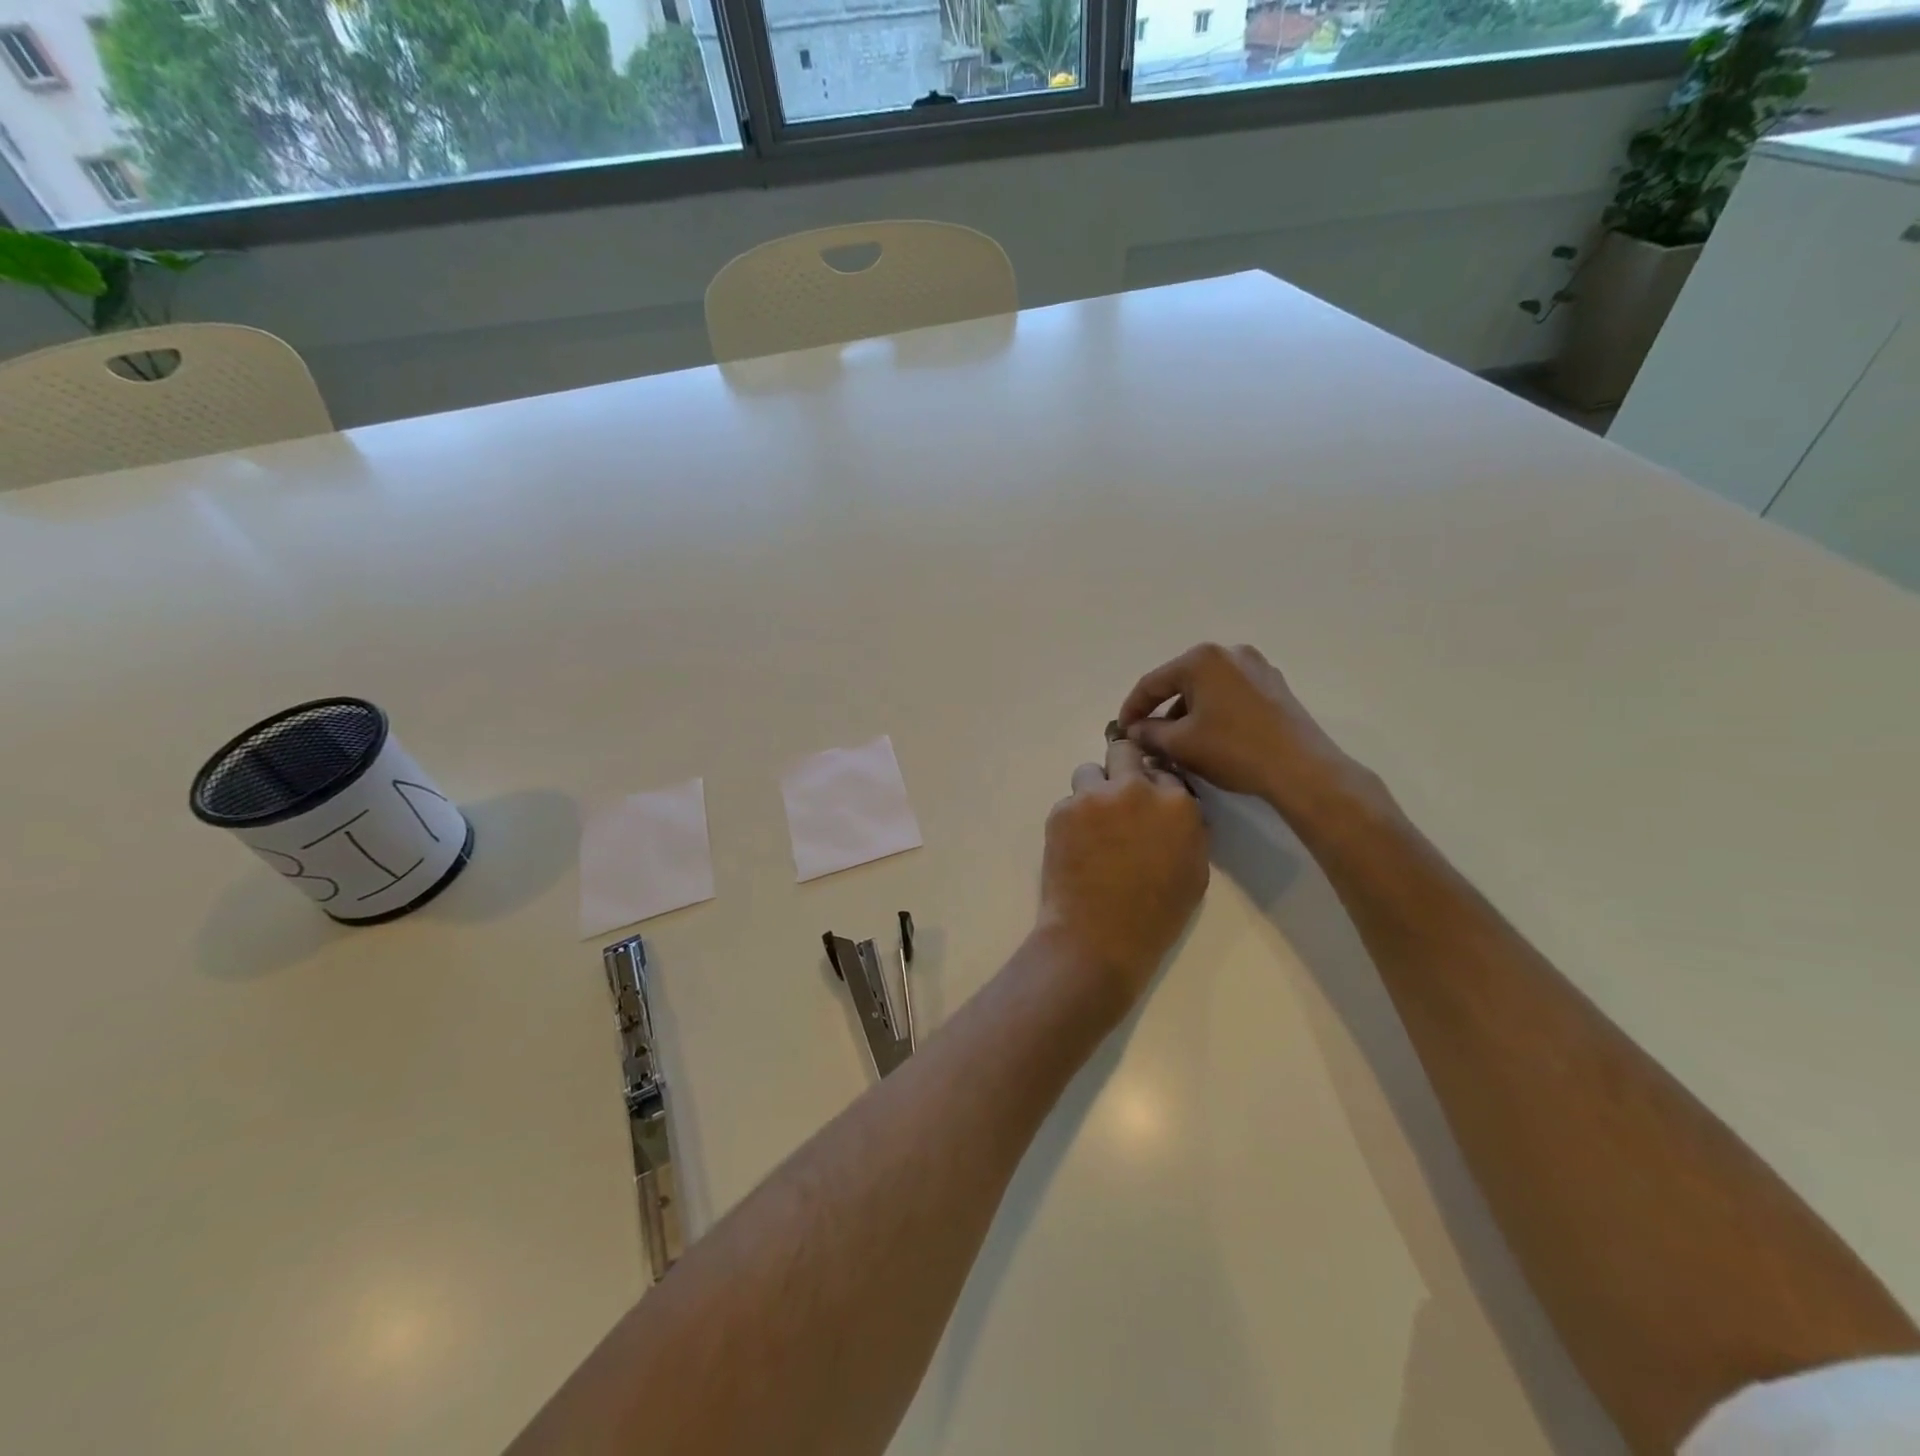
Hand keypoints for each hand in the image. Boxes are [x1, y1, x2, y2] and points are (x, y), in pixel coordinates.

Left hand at [1036, 738, 1208, 1012]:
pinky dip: (1072, 817)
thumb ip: (1187, 828)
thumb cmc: (1155, 915)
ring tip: (1092, 824)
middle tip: (1116, 796)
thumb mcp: (1194, 871)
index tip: (1147, 803)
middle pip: (1125, 751)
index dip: (1154, 787)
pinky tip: (1076, 846)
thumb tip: (1175, 807)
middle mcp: (1136, 788)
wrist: (1098, 937)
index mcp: (1177, 803)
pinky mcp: (1062, 809)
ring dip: (1093, 790)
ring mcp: (1095, 796)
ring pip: (1089, 771)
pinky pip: (1069, 800)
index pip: (1165, 772)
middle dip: (1122, 767)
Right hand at [1116, 643, 1364, 824]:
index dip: (1132, 708)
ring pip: (1207, 689)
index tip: (1120, 731)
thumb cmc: (1233, 750)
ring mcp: (1257, 667)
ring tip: (1177, 743)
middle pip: (1180, 682)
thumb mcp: (1180, 744)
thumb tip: (1134, 731)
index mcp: (1201, 659)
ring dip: (1187, 713)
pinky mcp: (1274, 686)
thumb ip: (1149, 733)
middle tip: (1147, 737)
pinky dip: (1213, 712)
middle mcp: (1229, 653)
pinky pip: (1230, 695)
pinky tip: (1209, 738)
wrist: (1301, 769)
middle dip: (1161, 711)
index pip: (1152, 683)